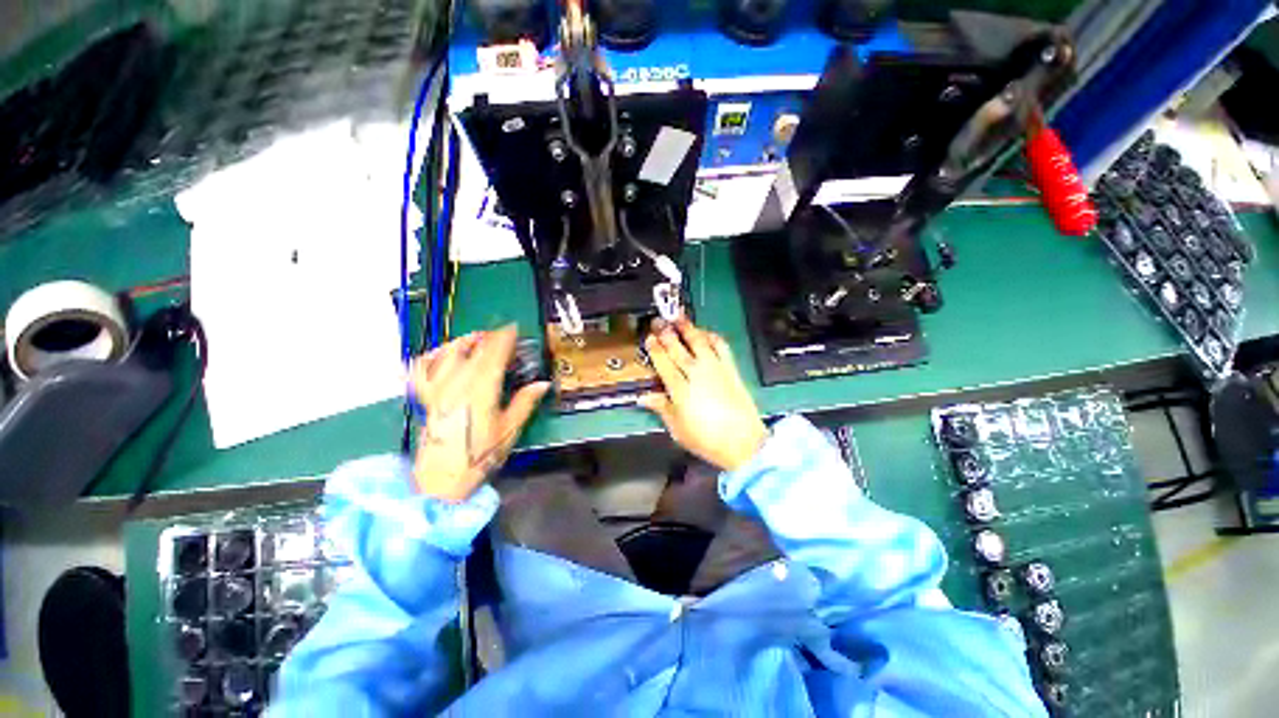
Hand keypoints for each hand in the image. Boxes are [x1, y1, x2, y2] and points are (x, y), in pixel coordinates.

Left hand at [409, 326, 549, 501]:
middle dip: (489, 337)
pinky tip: (442, 354)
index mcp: (481, 391)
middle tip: (503, 335)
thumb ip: (525, 402)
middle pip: (472, 350)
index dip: (504, 338)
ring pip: (448, 353)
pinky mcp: (427, 398)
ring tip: (478, 338)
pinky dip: (432, 356)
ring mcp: (438, 390)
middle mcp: (457, 384)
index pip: (493, 354)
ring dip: (464, 341)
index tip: (514, 329)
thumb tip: (543, 383)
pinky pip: (423, 369)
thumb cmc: (480, 456)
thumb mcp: (509, 430)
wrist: (442, 480)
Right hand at [639, 318, 767, 471]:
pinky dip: (712, 337)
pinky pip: (721, 347)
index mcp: (680, 390)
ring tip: (679, 317)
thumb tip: (644, 397)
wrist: (743, 443)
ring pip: (699, 343)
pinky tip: (706, 333)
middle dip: (667, 333)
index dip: (655, 349)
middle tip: (659, 321)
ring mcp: (715, 370)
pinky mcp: (731, 370)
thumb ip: (661, 408)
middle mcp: (696, 375)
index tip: (650, 338)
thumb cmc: (707, 440)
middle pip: (678, 349)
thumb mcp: (678, 429)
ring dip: (688, 328)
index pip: (664, 363)